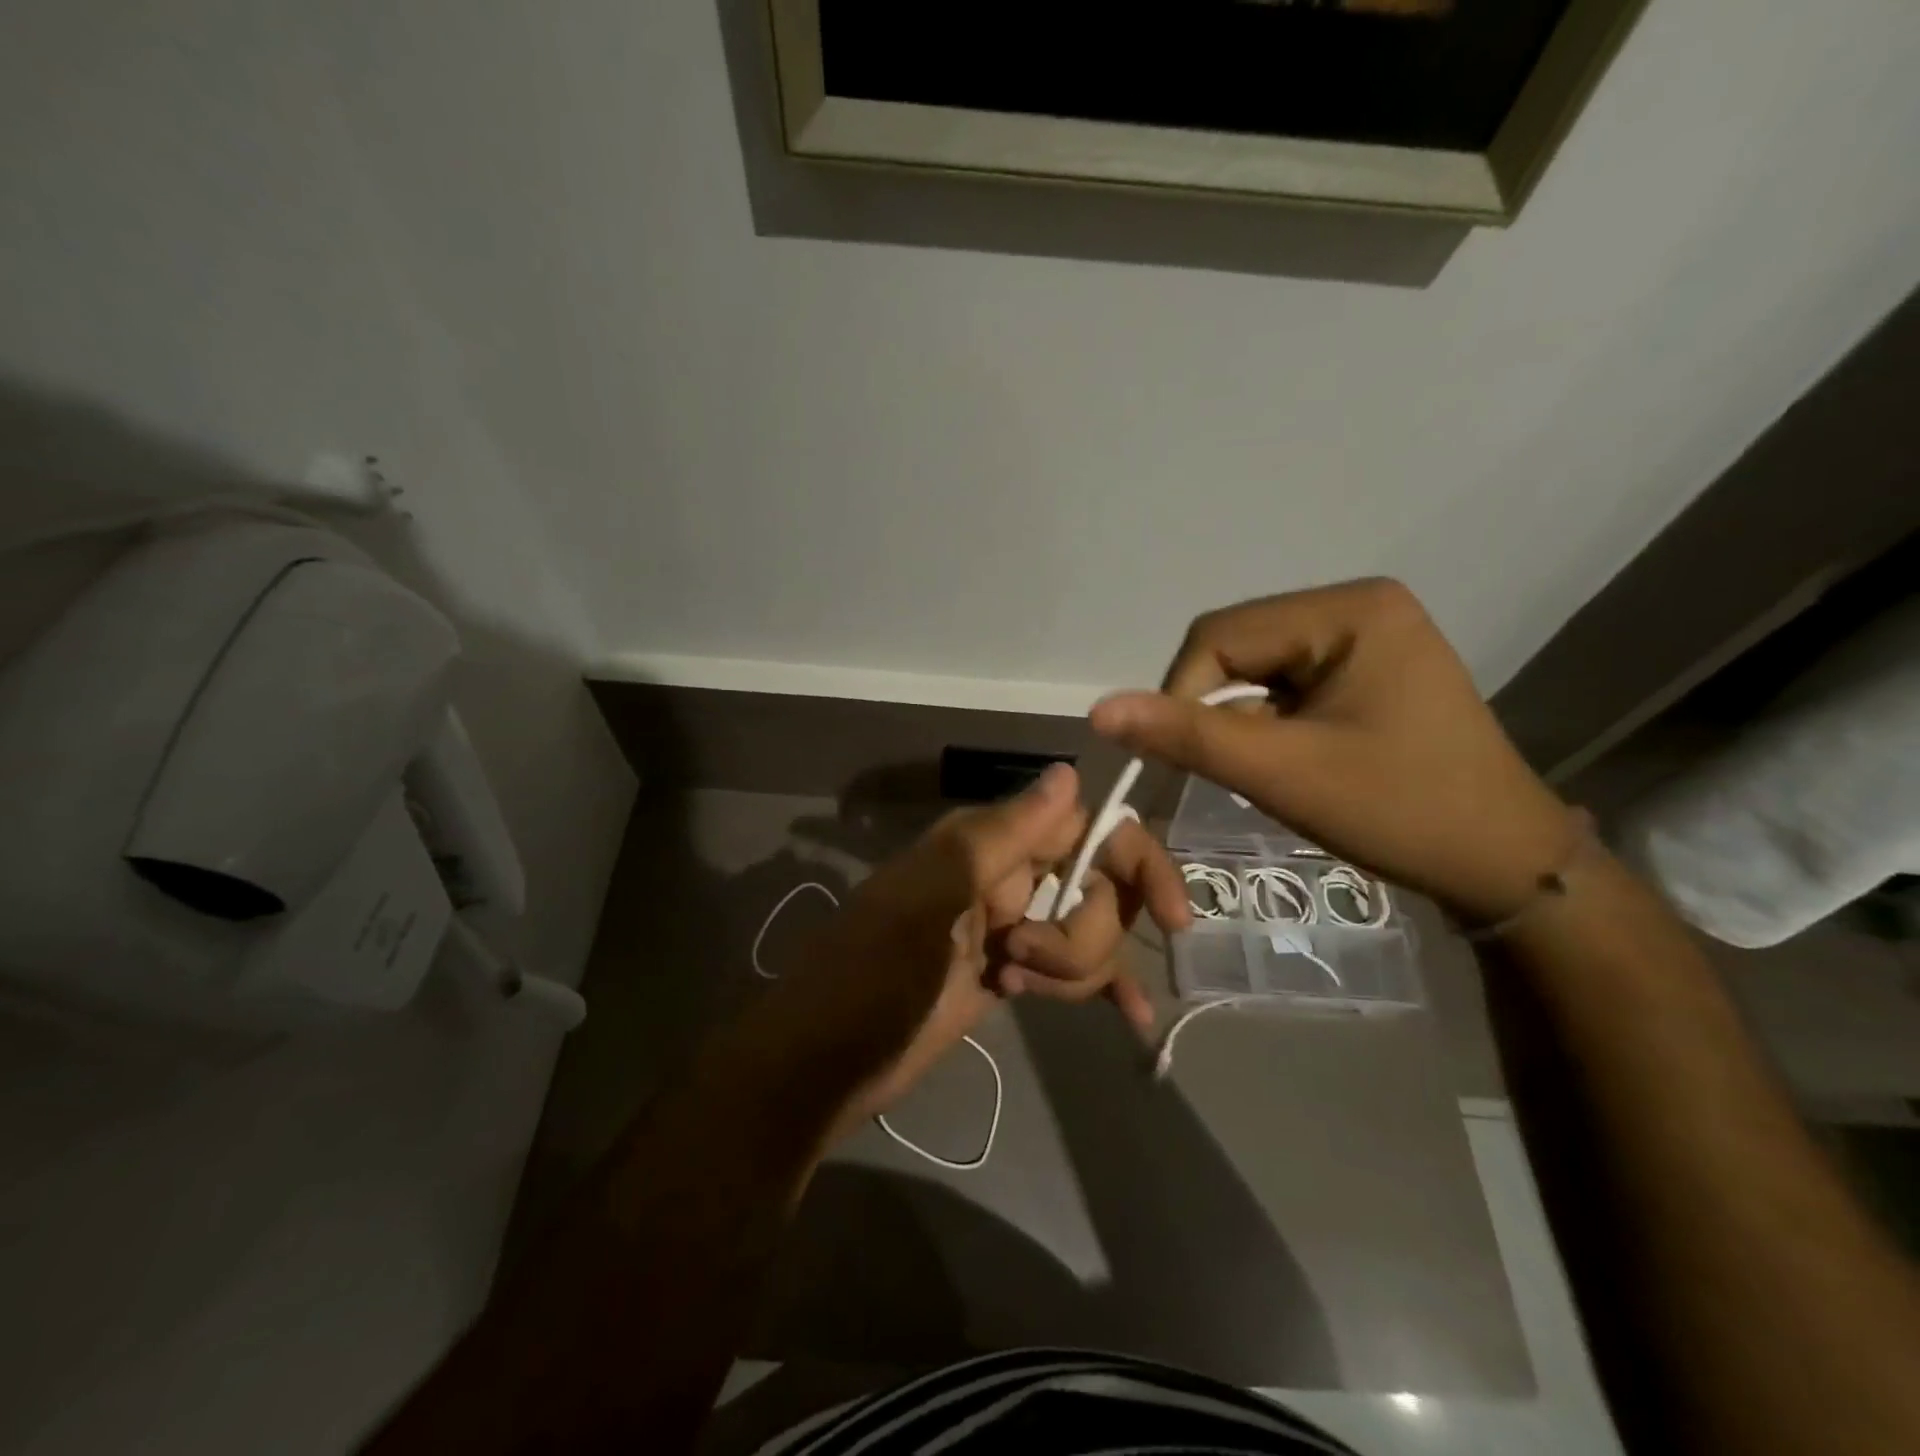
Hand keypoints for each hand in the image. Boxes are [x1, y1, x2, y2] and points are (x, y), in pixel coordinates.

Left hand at [754, 764, 1186, 1134]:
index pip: (1085, 832)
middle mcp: (1004, 877)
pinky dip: (1102, 990)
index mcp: (987, 844)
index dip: (1135, 864)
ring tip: (1010, 985)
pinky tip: (1137, 1019)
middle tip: (1023, 959)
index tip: (1173, 916)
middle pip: (1095, 892)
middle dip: (1081, 936)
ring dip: (1074, 969)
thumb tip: (1068, 772)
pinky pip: (1072, 973)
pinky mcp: (1009, 974)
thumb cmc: (872, 974)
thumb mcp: (931, 898)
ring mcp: (1008, 929)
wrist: (823, 1063)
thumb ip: (1002, 835)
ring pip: (1087, 936)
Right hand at [1090, 579, 1575, 923]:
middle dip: (1219, 710)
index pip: (1220, 635)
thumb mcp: (1282, 773)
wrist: (1503, 866)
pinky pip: (1286, 684)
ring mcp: (1367, 636)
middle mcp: (1358, 606)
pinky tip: (1292, 760)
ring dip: (1242, 720)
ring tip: (1272, 770)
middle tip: (1236, 770)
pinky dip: (1268, 723)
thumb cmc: (1399, 812)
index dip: (1182, 695)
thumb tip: (1099, 710)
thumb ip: (1186, 736)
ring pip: (1256, 668)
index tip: (1183, 760)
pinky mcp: (1368, 668)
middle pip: (1238, 646)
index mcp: (1348, 610)